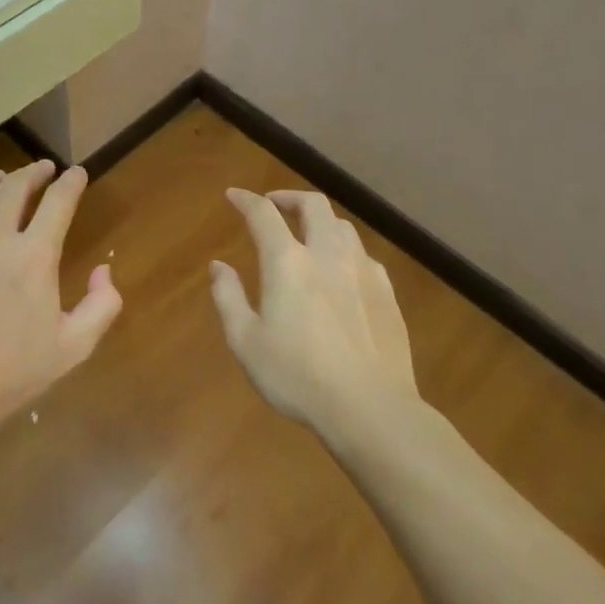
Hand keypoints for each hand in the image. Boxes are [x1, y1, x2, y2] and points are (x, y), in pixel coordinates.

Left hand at [0, 160, 121, 437]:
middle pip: (15, 186)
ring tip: (0, 180)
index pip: (58, 202)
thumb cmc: (9, 376)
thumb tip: (103, 270)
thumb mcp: (74, 348)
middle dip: (34, 172)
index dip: (71, 183)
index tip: (77, 174)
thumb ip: (101, 305)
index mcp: (33, 256)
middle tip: (42, 171)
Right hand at [209, 189, 421, 437]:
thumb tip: (218, 266)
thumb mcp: (246, 342)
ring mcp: (363, 271)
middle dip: (289, 198)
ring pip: (342, 226)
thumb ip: (228, 297)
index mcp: (288, 262)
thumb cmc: (296, 376)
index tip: (234, 196)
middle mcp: (327, 254)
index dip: (246, 200)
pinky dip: (344, 250)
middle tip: (274, 206)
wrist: (369, 407)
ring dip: (319, 221)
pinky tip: (340, 271)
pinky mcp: (386, 292)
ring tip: (307, 236)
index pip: (263, 214)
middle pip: (313, 205)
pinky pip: (363, 255)